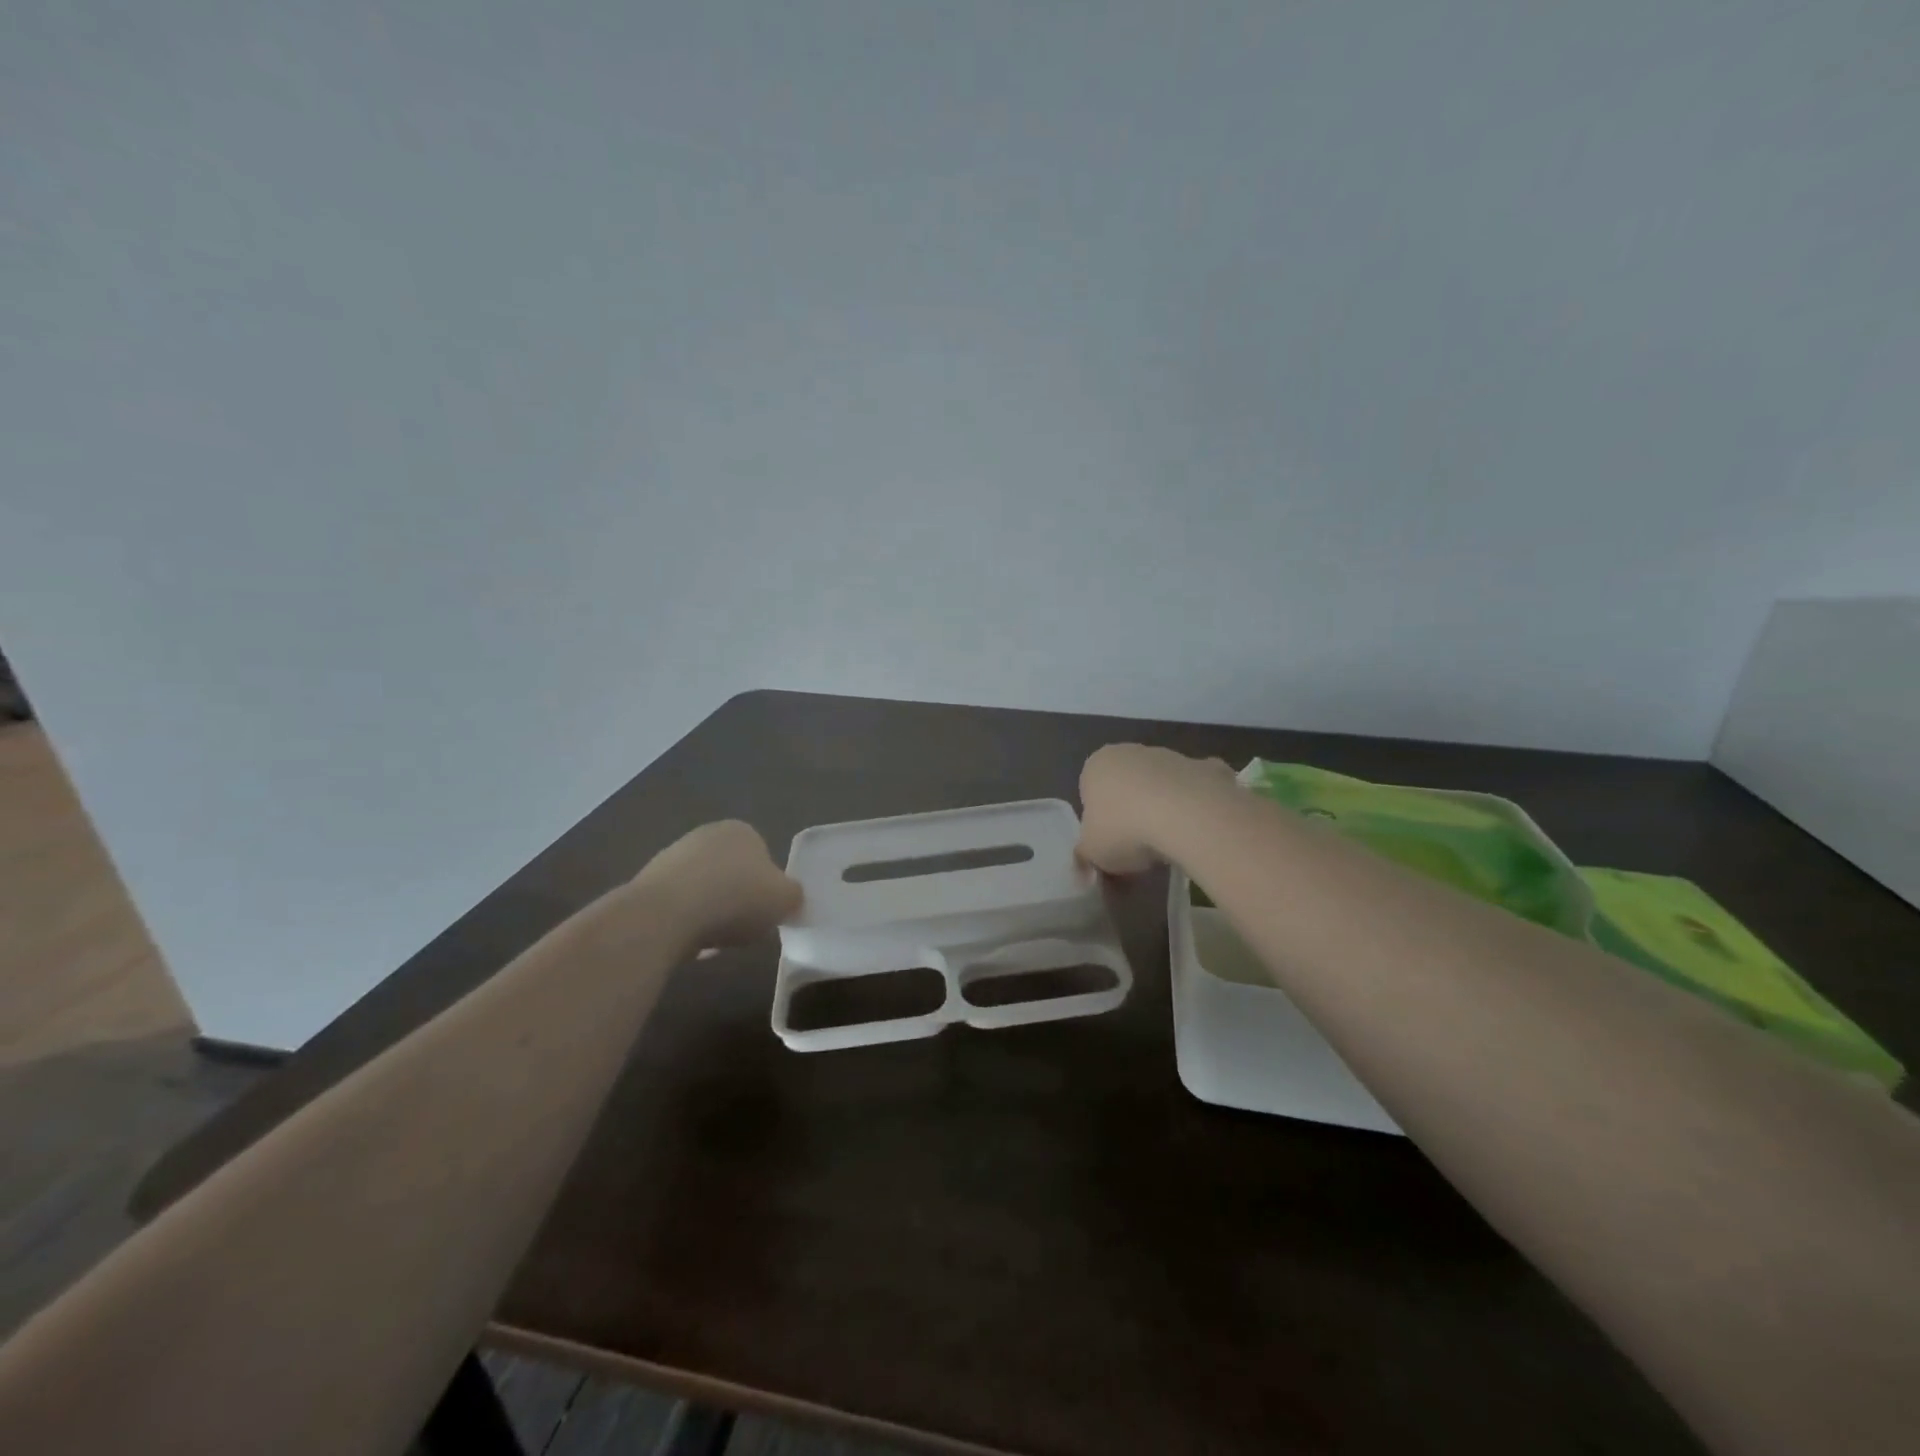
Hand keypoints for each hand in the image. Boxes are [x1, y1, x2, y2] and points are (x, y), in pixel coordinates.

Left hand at [642, 820, 802, 948]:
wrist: (666, 915)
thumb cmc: (736, 899)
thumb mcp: (786, 900)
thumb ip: (794, 897)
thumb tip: (790, 900)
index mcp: (742, 831)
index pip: (763, 856)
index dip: (768, 887)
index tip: (767, 912)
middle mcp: (706, 835)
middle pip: (732, 873)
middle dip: (737, 899)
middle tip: (745, 927)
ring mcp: (672, 858)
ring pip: (704, 892)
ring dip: (711, 914)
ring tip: (716, 941)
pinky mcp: (647, 885)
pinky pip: (678, 909)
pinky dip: (686, 925)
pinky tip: (690, 944)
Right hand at [1077, 744, 1238, 875]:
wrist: (1187, 817)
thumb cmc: (1125, 830)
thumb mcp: (1092, 852)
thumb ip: (1085, 853)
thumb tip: (1086, 860)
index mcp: (1096, 765)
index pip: (1090, 791)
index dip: (1099, 821)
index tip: (1110, 843)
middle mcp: (1130, 752)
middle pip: (1127, 784)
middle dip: (1132, 811)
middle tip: (1139, 846)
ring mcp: (1171, 756)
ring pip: (1162, 785)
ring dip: (1164, 807)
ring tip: (1170, 843)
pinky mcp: (1207, 767)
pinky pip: (1197, 789)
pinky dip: (1198, 805)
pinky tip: (1199, 830)